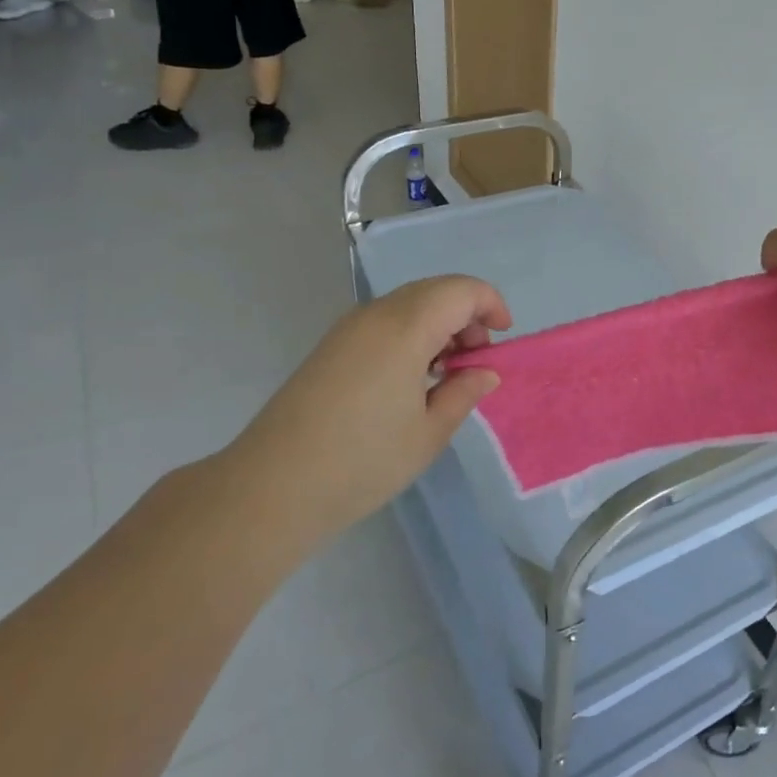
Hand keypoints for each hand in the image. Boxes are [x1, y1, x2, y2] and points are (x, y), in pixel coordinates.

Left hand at [223, 275, 510, 543]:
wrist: (274, 485)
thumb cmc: (363, 460)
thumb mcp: (429, 433)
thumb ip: (463, 393)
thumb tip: (483, 372)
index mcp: (406, 327)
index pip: (461, 290)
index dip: (490, 304)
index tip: (503, 338)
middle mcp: (376, 315)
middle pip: (434, 291)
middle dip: (466, 315)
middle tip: (476, 360)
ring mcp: (348, 329)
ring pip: (408, 304)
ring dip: (438, 325)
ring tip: (446, 373)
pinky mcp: (331, 347)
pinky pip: (384, 322)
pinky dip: (411, 334)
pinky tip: (412, 378)